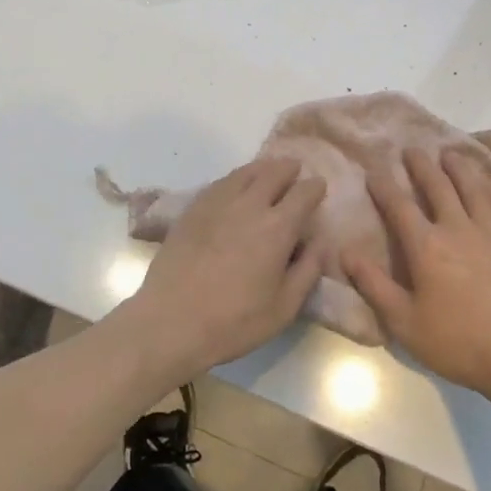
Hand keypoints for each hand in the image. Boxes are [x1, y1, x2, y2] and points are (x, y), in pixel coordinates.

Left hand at [118, 158, 325, 380]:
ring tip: (268, 172)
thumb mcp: (285, 307)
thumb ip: (307, 269)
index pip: (304, 193)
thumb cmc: (234, 322)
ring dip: (262, 169)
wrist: (171, 322)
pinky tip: (235, 187)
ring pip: (245, 173)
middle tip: (295, 171)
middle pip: (273, 172)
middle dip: (289, 169)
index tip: (319, 187)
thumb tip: (318, 241)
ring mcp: (217, 204)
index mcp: (277, 227)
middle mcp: (249, 205)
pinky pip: (220, 183)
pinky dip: (236, 179)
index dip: (315, 187)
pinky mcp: (192, 210)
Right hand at [343, 147, 490, 406]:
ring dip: (458, 168)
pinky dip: (490, 188)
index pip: (399, 206)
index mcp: (426, 247)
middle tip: (411, 149)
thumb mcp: (404, 322)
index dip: (384, 186)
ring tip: (449, 153)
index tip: (373, 169)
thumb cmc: (457, 342)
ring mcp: (490, 234)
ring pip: (472, 189)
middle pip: (438, 187)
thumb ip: (374, 285)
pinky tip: (487, 182)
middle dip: (421, 166)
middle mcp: (457, 229)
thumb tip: (346, 252)